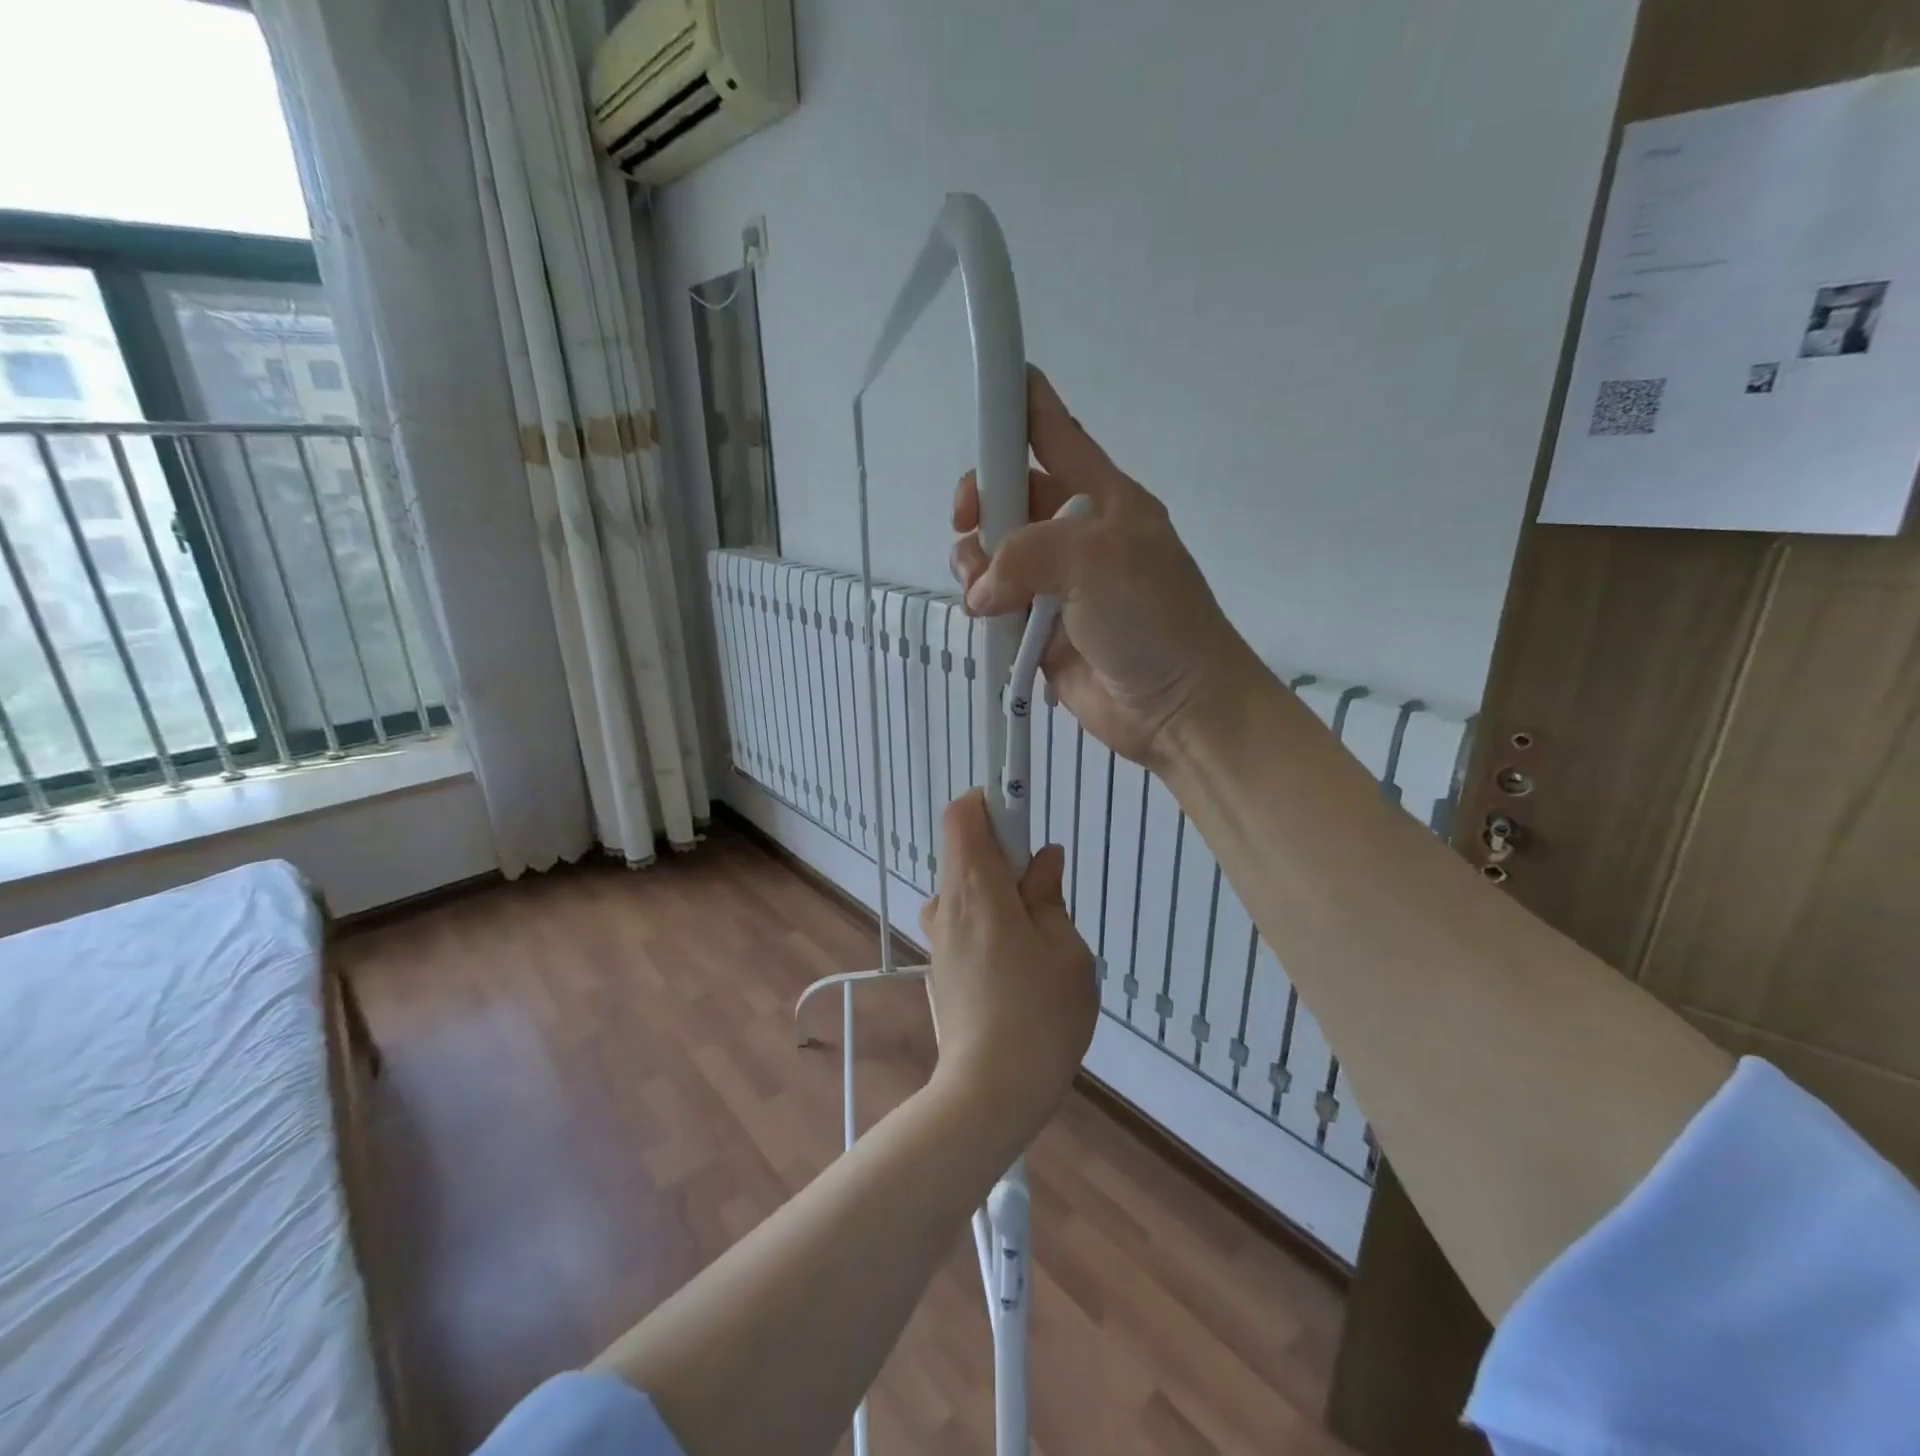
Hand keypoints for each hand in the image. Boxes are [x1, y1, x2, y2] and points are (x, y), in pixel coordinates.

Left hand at [919, 791, 1096, 1134]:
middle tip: (1045, 893)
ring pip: (967, 889)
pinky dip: (991, 922)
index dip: (990, 802)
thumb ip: (1049, 895)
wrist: (989, 1094)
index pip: (962, 815)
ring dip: (1000, 893)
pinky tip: (1020, 968)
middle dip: (1005, 854)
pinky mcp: (940, 967)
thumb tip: (1043, 859)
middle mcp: (947, 905)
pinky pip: (965, 921)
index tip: (1023, 817)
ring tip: (1039, 939)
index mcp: (976, 889)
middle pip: (965, 850)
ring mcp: (938, 938)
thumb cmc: (1039, 1015)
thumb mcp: (1065, 949)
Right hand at [951, 367, 1253, 768]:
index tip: (985, 388)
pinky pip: (995, 605)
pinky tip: (984, 616)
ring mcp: (1056, 585)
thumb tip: (982, 592)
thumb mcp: (1097, 561)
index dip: (1021, 405)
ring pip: (993, 554)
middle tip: (968, 526)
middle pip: (1009, 496)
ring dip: (974, 563)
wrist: (1177, 705)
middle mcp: (1075, 535)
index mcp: (1102, 498)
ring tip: (981, 590)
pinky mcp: (1040, 629)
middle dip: (979, 505)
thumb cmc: (1152, 618)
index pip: (1056, 433)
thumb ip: (1027, 554)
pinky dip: (981, 606)